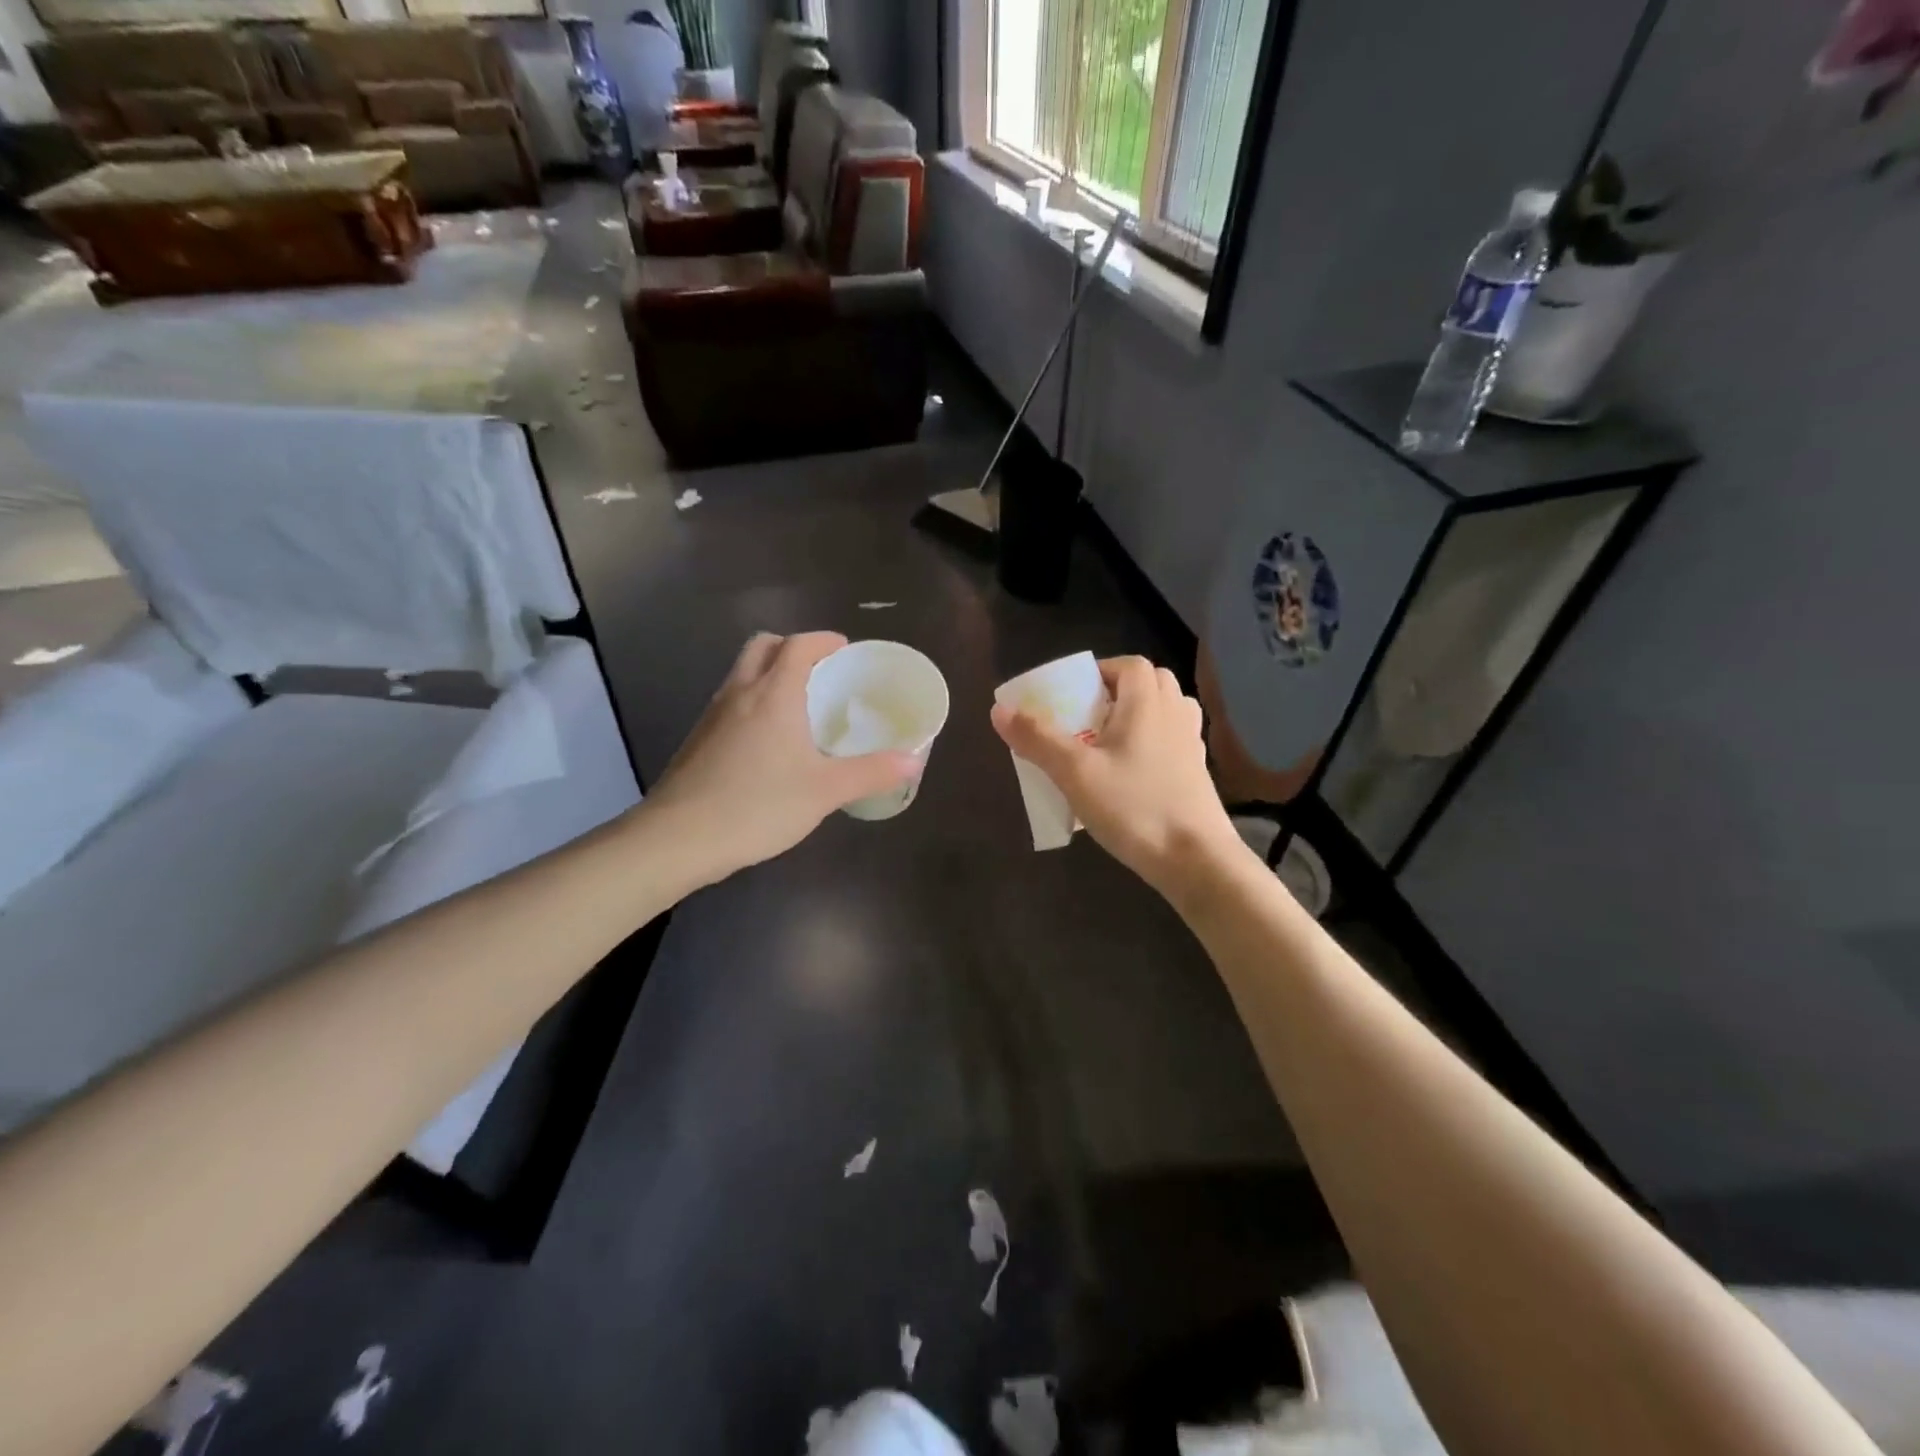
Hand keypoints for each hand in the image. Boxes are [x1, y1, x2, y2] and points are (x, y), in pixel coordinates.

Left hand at [641, 632, 919, 886]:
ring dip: (769, 674)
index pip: (797, 645)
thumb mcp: (824, 791)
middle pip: (762, 647)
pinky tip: (769, 743)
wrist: (678, 839)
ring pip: (742, 674)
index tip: (843, 648)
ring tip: (799, 706)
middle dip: (791, 647)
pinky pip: (731, 702)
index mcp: (772, 695)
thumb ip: (871, 772)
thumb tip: (913, 760)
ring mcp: (712, 716)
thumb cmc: (757, 806)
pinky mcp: (698, 740)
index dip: (822, 640)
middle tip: (820, 671)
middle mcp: (738, 694)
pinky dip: (753, 702)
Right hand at [990, 655, 1243, 902]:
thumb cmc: (1134, 807)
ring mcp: (1191, 744)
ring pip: (1166, 711)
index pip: (1129, 665)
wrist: (1196, 859)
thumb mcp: (1075, 773)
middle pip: (1151, 683)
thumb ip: (1037, 738)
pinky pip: (1173, 741)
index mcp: (1147, 703)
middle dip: (1118, 691)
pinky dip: (1152, 742)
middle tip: (1087, 717)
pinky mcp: (1197, 773)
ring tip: (1108, 741)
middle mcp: (1174, 714)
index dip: (1100, 671)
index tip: (1073, 694)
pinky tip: (1131, 772)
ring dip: (1138, 715)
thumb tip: (999, 709)